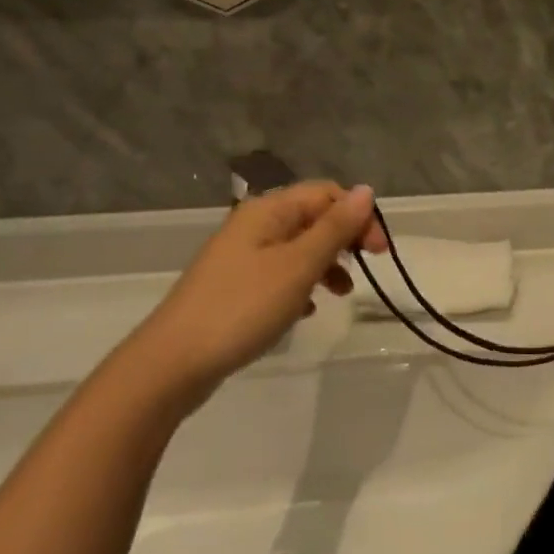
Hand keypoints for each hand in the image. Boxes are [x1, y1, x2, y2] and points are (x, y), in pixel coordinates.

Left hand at [134, 182, 387, 393]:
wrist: (173, 363)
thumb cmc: (243, 307)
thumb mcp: (298, 266)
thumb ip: (335, 228)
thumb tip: (366, 190)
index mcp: (269, 210)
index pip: (327, 193)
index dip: (359, 215)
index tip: (380, 252)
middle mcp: (255, 225)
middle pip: (313, 217)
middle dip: (345, 239)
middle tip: (367, 269)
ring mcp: (242, 256)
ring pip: (298, 247)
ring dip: (326, 264)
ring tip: (341, 294)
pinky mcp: (236, 287)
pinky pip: (280, 274)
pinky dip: (302, 285)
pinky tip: (307, 310)